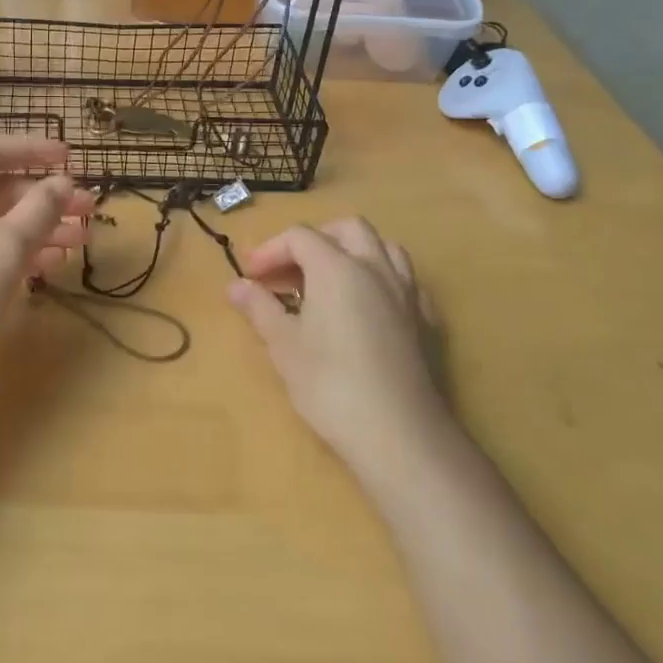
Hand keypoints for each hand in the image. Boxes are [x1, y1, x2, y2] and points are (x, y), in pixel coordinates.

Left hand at [0, 136, 92, 385]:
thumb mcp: (5, 248)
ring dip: (39, 227)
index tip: (72, 159)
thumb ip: (38, 210)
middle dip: (46, 197)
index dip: (35, 149)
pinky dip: (18, 253)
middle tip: (89, 209)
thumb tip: (61, 183)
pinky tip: (50, 266)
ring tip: (81, 240)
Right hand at [227, 218, 445, 480]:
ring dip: (354, 252)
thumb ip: (259, 308)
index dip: (270, 250)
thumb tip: (235, 286)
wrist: (400, 434)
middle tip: (290, 270)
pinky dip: (382, 280)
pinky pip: (405, 281)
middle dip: (315, 239)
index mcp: (337, 267)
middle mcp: (375, 268)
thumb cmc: (330, 384)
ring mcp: (407, 293)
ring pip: (384, 247)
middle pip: (347, 228)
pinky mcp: (427, 322)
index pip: (299, 237)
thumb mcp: (283, 345)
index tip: (251, 277)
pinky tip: (369, 308)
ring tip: (330, 281)